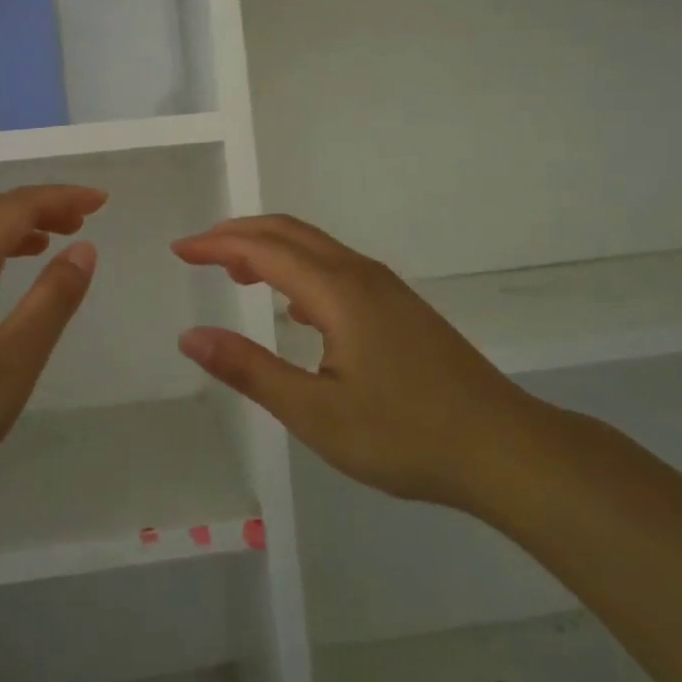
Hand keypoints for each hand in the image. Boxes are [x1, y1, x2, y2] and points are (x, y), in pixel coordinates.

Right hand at [172, 215, 550, 517]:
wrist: (503, 448)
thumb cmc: (404, 435)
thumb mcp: (315, 412)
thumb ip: (249, 370)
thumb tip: (191, 336)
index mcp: (337, 291)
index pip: (263, 248)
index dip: (217, 244)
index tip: (179, 250)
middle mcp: (361, 274)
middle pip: (290, 233)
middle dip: (239, 234)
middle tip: (198, 251)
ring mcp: (386, 288)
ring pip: (316, 248)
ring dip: (270, 249)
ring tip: (235, 273)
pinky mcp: (400, 307)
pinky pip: (336, 268)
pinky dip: (299, 269)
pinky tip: (295, 307)